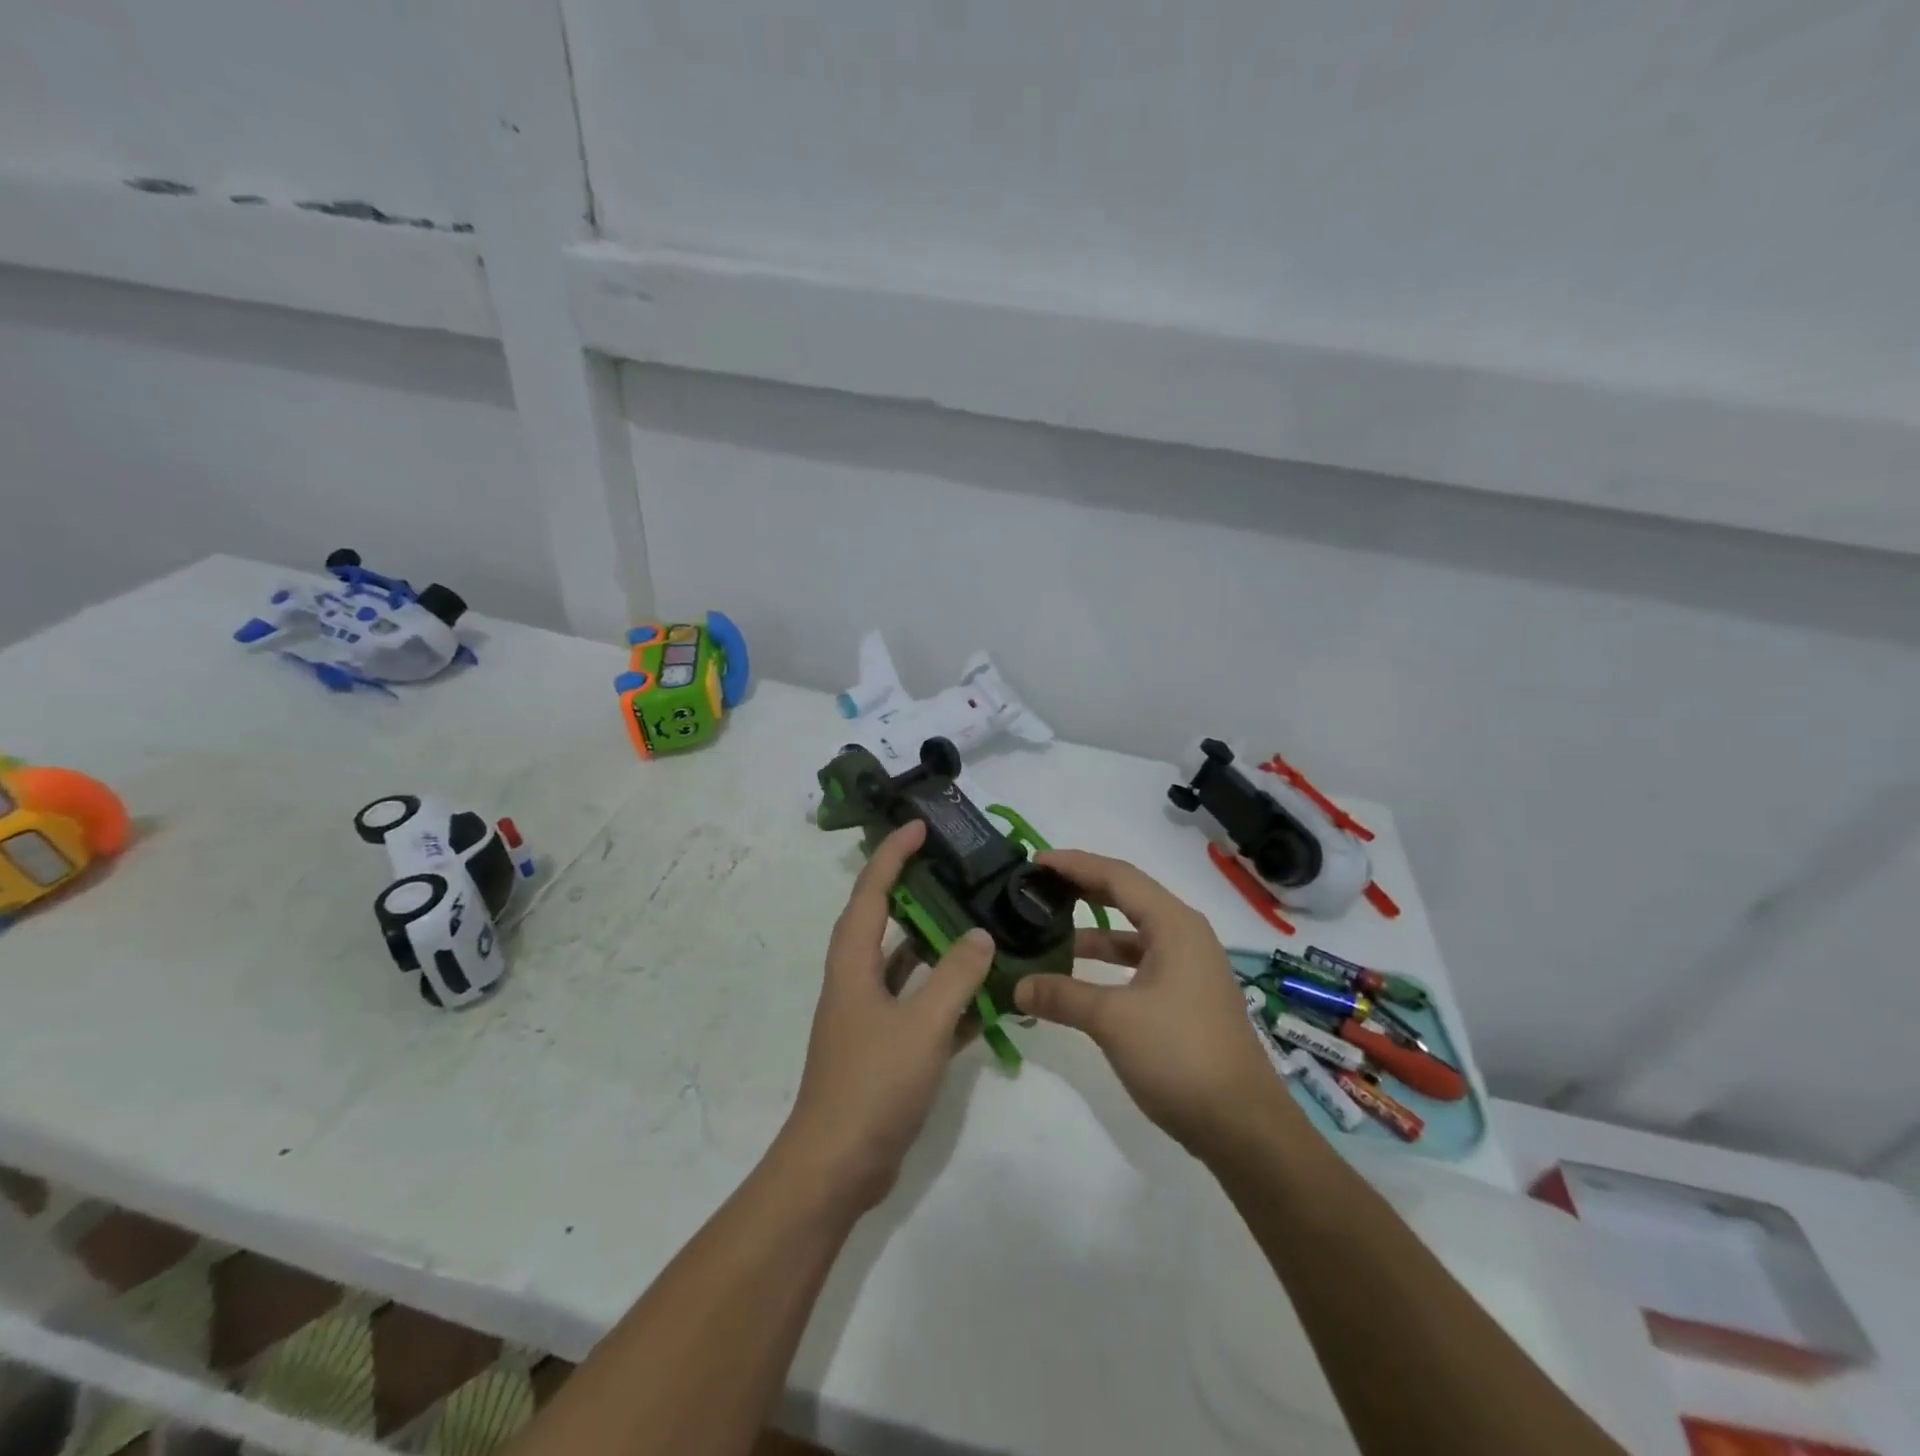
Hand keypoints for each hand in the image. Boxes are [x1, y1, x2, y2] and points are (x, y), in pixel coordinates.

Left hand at [780, 820, 994, 1213]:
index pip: (871, 893)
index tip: (918, 827)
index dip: (892, 856)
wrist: (837, 1168)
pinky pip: (920, 1008)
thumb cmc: (872, 1085)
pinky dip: (948, 998)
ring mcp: (871, 1017)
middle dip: (915, 893)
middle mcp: (857, 982)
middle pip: (885, 923)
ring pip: (906, 967)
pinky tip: (987, 998)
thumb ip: (954, 977)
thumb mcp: (921, 1025)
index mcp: (853, 964)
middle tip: (956, 872)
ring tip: (978, 925)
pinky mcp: (886, 1049)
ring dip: (937, 947)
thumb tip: (980, 934)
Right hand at [1013, 850, 1299, 1154]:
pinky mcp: (1186, 996)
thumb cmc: (1180, 1054)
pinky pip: (1139, 962)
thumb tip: (1018, 986)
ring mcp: (1188, 967)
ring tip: (1048, 933)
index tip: (1035, 862)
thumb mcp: (1113, 1020)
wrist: (1242, 1125)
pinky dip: (1107, 963)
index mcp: (1174, 925)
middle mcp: (1184, 935)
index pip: (1117, 876)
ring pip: (1132, 933)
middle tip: (1039, 887)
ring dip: (1092, 932)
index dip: (1074, 864)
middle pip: (1126, 896)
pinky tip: (1077, 978)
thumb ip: (1062, 995)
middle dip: (1082, 889)